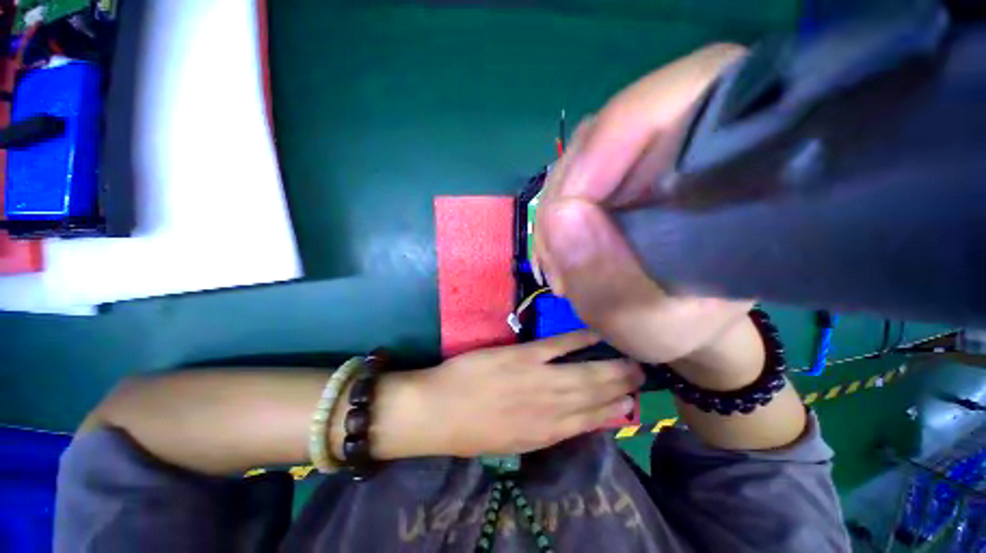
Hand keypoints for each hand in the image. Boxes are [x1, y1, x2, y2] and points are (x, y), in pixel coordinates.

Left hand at [375, 332, 642, 457]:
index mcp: (545, 432)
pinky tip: (596, 335)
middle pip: (594, 396)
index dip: (613, 412)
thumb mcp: (512, 441)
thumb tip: (567, 417)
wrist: (438, 411)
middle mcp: (550, 407)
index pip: (589, 421)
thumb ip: (541, 429)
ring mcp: (538, 379)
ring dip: (610, 366)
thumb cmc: (471, 429)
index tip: (631, 404)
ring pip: (584, 373)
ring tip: (631, 359)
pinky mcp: (523, 356)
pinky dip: (579, 340)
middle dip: (620, 386)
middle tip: (641, 375)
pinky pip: (558, 347)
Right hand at [532, 44, 756, 369]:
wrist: (673, 321)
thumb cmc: (680, 325)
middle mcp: (687, 142)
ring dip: (554, 214)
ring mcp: (642, 155)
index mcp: (735, 163)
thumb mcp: (649, 322)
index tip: (570, 208)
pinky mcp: (613, 174)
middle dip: (567, 196)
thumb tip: (560, 217)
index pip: (684, 92)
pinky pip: (566, 180)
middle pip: (607, 130)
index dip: (615, 137)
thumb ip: (610, 281)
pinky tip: (557, 256)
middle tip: (558, 260)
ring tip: (559, 268)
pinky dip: (553, 219)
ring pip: (578, 158)